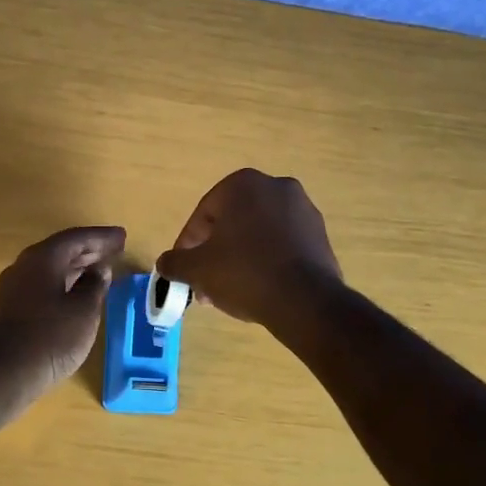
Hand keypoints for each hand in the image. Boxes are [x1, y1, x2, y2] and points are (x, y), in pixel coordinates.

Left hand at [0, 225, 124, 402]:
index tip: (122, 236)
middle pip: (61, 250)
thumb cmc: (49, 339)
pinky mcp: (10, 309)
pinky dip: (64, 283)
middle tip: (115, 250)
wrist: (1, 375)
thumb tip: (99, 270)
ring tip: (101, 271)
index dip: (102, 237)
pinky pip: (42, 285)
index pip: (76, 238)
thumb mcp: (83, 312)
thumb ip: (95, 286)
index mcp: (42, 259)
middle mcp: (24, 266)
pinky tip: (77, 295)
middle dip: (90, 250)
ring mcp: (13, 288)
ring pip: (51, 269)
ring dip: (77, 268)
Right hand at [155, 169, 341, 326]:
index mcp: (243, 184)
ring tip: (230, 290)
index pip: (204, 214)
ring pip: (258, 233)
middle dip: (215, 252)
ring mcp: (304, 209)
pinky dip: (267, 260)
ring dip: (240, 257)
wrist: (305, 301)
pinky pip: (283, 244)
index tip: (184, 269)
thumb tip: (164, 263)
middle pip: (232, 222)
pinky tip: (259, 288)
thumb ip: (175, 262)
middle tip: (205, 281)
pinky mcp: (321, 235)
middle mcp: (276, 187)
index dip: (189, 244)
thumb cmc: (244, 273)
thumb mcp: (197, 269)